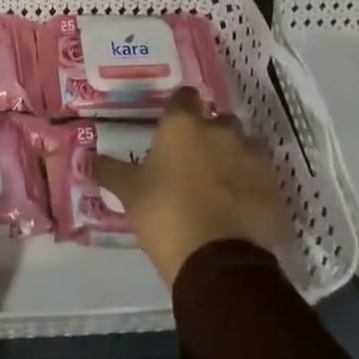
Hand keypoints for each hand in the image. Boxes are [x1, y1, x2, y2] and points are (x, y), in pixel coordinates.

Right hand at [90, 88, 288, 286]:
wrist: (218, 262)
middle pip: (218, 119)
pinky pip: (262, 176)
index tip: (173, 121)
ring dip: (234, 156)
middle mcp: (220, 131)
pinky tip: (240, 204)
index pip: (184, 96)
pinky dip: (252, 184)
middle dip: (209, 132)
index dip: (180, 106)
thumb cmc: (165, 215)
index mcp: (183, 125)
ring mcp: (252, 157)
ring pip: (244, 145)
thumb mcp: (129, 193)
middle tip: (193, 157)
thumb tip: (84, 159)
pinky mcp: (274, 187)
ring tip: (220, 182)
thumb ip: (109, 170)